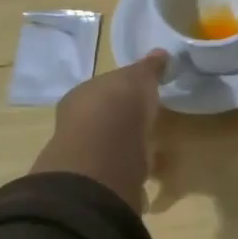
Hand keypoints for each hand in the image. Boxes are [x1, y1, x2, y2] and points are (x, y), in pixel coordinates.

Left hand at [30, 51, 168, 211]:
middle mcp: (77, 124)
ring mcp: (85, 157)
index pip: (103, 88)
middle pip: (104, 118)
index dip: (122, 90)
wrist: (102, 162)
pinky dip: (131, 173)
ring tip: (152, 151)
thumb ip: (148, 68)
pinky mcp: (97, 185)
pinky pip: (118, 172)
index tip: (142, 94)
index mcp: (82, 95)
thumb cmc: (117, 108)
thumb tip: (160, 53)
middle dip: (123, 120)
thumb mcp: (139, 78)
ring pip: (109, 147)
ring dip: (127, 148)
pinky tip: (147, 176)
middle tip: (147, 122)